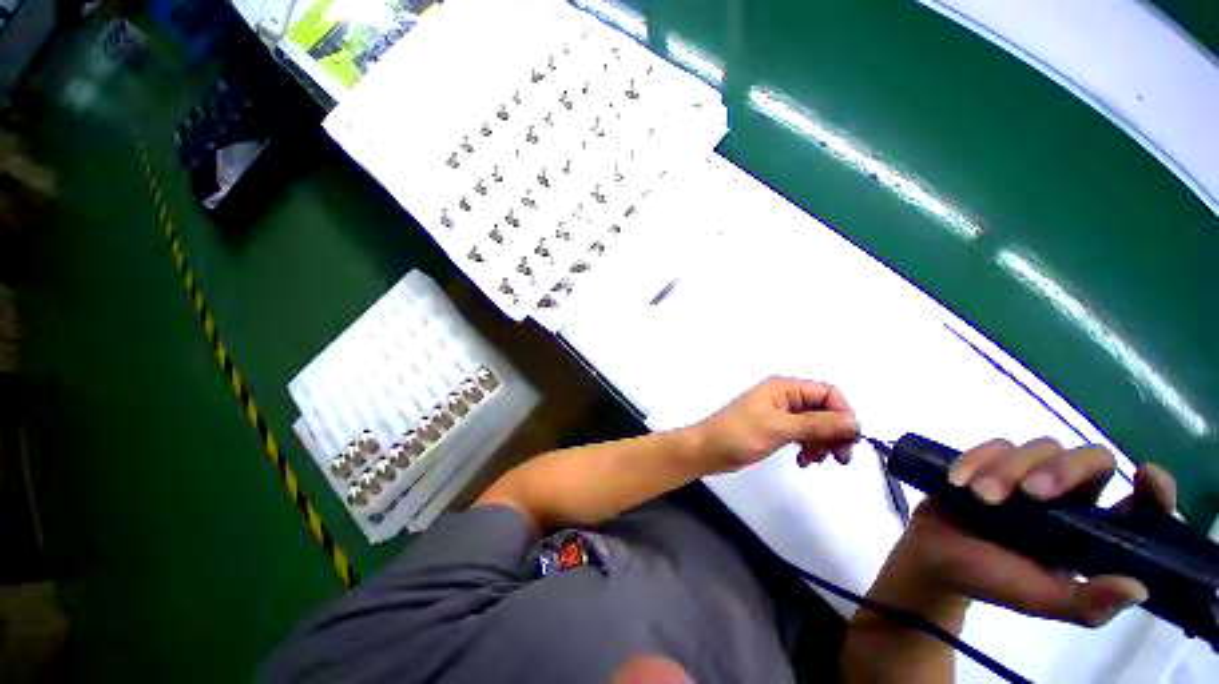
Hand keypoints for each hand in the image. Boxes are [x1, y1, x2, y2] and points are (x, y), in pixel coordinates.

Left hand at [687, 376, 859, 474]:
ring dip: (821, 443)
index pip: (828, 393)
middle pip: (824, 410)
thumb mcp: (780, 428)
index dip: (843, 414)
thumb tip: (854, 423)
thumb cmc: (739, 434)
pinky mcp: (774, 428)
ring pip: (815, 424)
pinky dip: (807, 447)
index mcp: (783, 387)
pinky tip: (802, 461)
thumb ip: (818, 425)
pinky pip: (802, 434)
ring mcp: (779, 413)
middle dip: (834, 432)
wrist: (708, 450)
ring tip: (813, 460)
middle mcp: (784, 396)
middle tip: (838, 458)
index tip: (849, 440)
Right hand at [877, 438, 1176, 628]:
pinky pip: (993, 446)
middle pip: (1091, 459)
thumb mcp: (1041, 599)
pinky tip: (959, 482)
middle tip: (1032, 492)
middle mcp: (1070, 496)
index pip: (1137, 504)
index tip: (1145, 476)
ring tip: (981, 497)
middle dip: (1063, 470)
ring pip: (1039, 447)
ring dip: (1007, 469)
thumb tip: (1139, 587)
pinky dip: (976, 460)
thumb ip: (1086, 601)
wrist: (935, 557)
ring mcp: (1028, 474)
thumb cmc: (993, 580)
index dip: (1153, 489)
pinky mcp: (990, 462)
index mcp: (1092, 530)